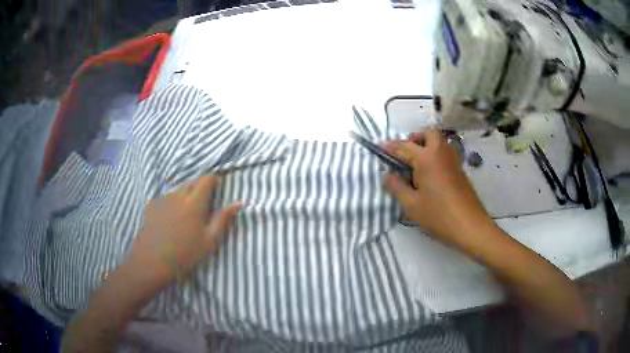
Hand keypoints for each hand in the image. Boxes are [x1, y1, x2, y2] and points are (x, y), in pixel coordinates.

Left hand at [126, 176, 240, 291]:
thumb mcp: (209, 241)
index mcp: (194, 203)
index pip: (206, 179)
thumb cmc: (184, 254)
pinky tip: (171, 219)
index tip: (217, 190)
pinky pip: (167, 197)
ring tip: (186, 215)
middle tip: (203, 206)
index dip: (214, 181)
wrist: (152, 261)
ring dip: (186, 195)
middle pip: (192, 182)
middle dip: (200, 188)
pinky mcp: (152, 205)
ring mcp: (163, 199)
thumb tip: (238, 203)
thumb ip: (223, 219)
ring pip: (179, 189)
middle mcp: (177, 195)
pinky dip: (173, 202)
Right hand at [383, 129, 490, 247]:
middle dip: (415, 138)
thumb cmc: (438, 215)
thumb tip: (388, 175)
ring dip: (426, 144)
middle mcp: (441, 153)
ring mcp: (453, 160)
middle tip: (405, 152)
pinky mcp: (460, 170)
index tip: (380, 147)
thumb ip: (397, 187)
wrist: (470, 226)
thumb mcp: (411, 205)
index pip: (404, 146)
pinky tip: (430, 174)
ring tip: (416, 163)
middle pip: (428, 133)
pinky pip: (445, 153)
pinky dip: (435, 154)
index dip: (390, 147)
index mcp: (427, 158)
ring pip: (439, 142)